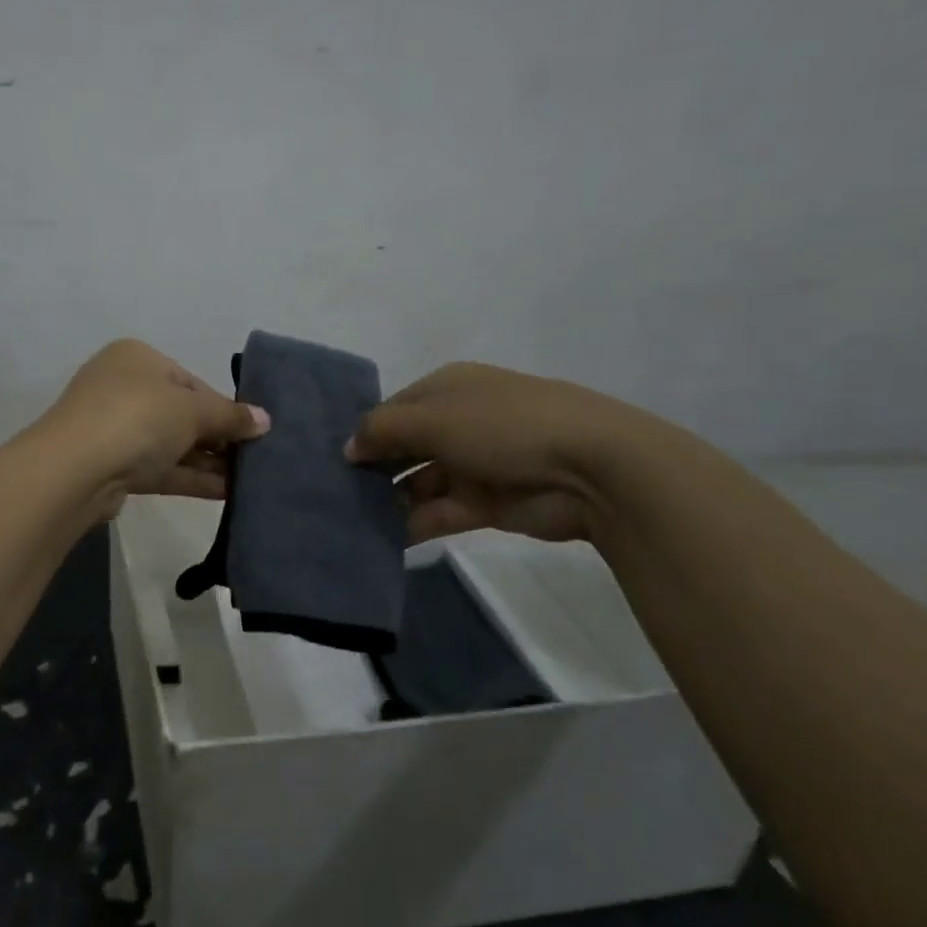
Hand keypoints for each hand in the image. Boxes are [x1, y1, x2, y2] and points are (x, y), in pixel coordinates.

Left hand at [38, 339, 269, 513]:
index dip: (223, 407)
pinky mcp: (112, 466)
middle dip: (218, 437)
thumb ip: (230, 416)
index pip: (190, 381)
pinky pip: (160, 468)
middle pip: (181, 413)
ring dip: (208, 461)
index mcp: (137, 358)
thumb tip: (264, 420)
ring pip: (171, 443)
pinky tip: (227, 493)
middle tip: (255, 458)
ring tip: (249, 480)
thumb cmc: (137, 418)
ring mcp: (114, 428)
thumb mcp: (191, 410)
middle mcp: (123, 387)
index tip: (253, 431)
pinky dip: (191, 477)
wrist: (74, 470)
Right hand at [345, 362, 647, 544]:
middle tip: (334, 493)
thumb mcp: (432, 418)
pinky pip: (438, 512)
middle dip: (373, 467)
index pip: (393, 409)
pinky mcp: (487, 503)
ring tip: (349, 519)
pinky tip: (380, 538)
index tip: (333, 460)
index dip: (364, 432)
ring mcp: (474, 463)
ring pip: (418, 482)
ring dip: (388, 499)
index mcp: (446, 388)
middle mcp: (457, 422)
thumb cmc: (503, 426)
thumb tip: (348, 447)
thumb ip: (381, 430)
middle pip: (404, 446)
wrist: (593, 468)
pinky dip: (412, 524)